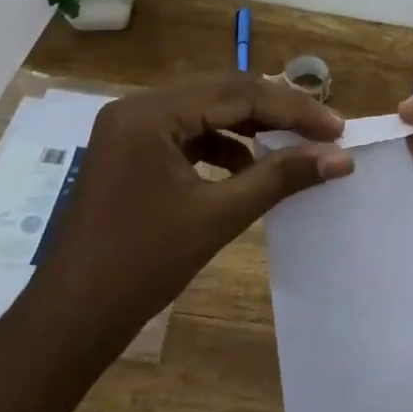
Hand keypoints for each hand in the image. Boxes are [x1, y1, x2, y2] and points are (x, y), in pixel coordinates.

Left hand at [31, 76, 350, 350]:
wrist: (72, 318)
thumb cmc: (142, 265)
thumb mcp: (218, 216)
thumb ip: (281, 178)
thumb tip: (340, 157)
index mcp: (150, 113)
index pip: (237, 93)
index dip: (292, 109)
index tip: (337, 130)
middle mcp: (137, 107)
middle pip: (221, 93)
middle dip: (275, 111)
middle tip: (323, 132)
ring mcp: (130, 130)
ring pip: (206, 111)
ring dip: (251, 127)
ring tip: (293, 146)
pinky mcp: (132, 152)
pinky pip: (188, 134)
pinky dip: (223, 146)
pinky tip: (249, 169)